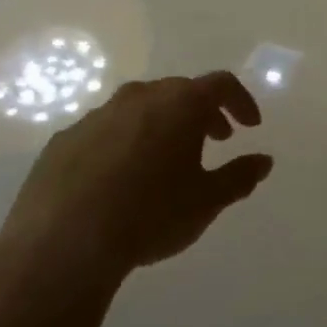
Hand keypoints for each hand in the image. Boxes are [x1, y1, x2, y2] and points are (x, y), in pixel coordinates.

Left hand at [0, 72, 273, 292]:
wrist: (64, 242)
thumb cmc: (150, 215)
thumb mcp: (207, 201)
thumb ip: (239, 176)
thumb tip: (263, 161)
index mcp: (178, 104)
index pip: (220, 85)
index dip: (240, 101)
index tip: (249, 127)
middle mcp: (138, 98)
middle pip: (179, 92)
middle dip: (202, 113)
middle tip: (214, 140)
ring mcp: (96, 115)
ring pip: (140, 108)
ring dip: (162, 125)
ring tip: (168, 160)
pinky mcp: (64, 139)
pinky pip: (106, 131)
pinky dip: (124, 142)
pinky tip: (121, 178)